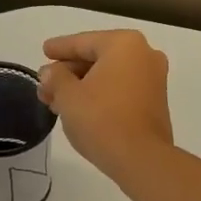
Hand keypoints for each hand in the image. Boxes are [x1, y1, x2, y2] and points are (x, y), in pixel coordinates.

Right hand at [37, 30, 174, 183]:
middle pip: (97, 58)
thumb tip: (50, 73)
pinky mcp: (155, 103)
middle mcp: (144, 55)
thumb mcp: (68, 96)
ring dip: (82, 86)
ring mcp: (154, 79)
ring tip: (56, 101)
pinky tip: (79, 109)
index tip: (44, 50)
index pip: (83, 42)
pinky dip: (100, 95)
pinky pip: (121, 90)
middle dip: (69, 72)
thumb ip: (55, 77)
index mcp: (124, 44)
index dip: (59, 48)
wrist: (140, 158)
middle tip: (45, 85)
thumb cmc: (101, 119)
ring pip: (109, 76)